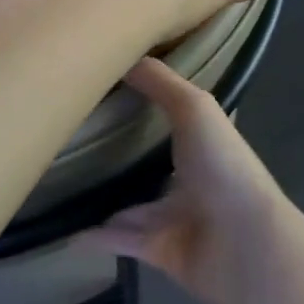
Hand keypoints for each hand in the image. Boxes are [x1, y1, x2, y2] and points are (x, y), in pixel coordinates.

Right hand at [77, 57, 296, 303]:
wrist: (243, 244)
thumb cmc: (222, 167)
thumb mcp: (194, 108)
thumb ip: (161, 82)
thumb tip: (125, 54)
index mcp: (205, 143)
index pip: (175, 118)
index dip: (147, 103)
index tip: (107, 88)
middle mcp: (192, 178)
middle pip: (149, 163)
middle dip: (118, 153)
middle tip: (72, 136)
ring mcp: (176, 216)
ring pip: (130, 204)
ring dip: (101, 196)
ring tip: (60, 180)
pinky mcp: (158, 249)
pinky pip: (118, 239)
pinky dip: (94, 236)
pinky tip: (64, 227)